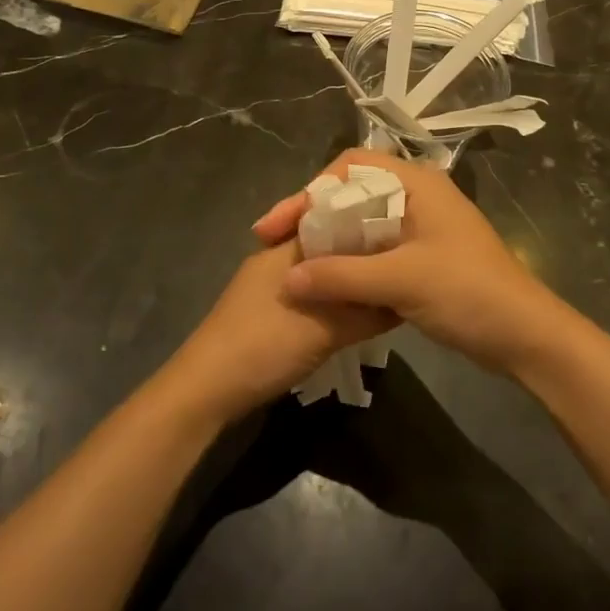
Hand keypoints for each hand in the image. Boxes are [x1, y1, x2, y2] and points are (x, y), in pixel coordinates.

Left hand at [161, 239, 396, 424]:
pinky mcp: (266, 313)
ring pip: (318, 274)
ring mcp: (267, 286)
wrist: (205, 390)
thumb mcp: (324, 331)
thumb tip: (404, 299)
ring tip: (383, 290)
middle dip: (360, 257)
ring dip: (345, 282)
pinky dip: (331, 300)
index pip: (334, 220)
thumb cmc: (263, 347)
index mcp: (286, 248)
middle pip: (328, 247)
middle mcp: (275, 258)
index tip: (402, 236)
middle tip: (399, 266)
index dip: (368, 226)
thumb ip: (366, 313)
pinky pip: (309, 295)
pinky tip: (353, 316)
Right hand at [252, 150, 576, 377]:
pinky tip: (325, 282)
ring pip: (361, 224)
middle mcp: (417, 196)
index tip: (282, 223)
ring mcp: (420, 228)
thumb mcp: (402, 281)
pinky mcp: (421, 257)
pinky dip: (347, 261)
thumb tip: (286, 278)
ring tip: (293, 263)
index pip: (351, 165)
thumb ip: (341, 276)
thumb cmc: (468, 293)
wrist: (525, 336)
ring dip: (329, 241)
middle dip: (313, 215)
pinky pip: (373, 249)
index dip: (312, 189)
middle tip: (275, 243)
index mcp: (416, 183)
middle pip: (352, 193)